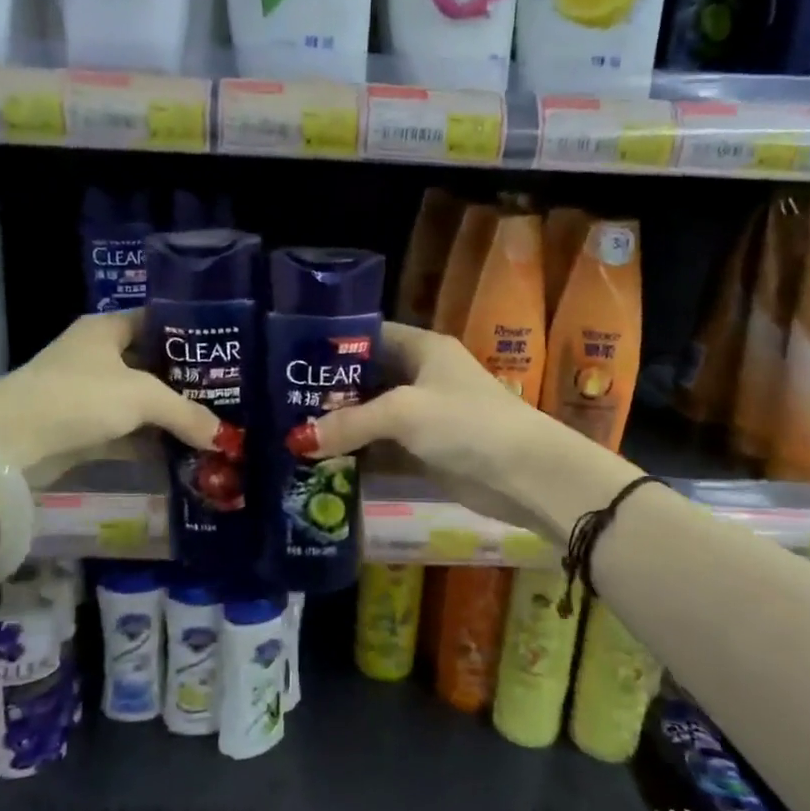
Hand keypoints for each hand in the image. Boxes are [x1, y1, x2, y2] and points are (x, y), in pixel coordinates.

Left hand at [0, 310, 225, 484]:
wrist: (10, 442)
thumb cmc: (79, 396)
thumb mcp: (142, 397)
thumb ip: (186, 413)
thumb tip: (224, 437)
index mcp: (107, 329)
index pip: (156, 321)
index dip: (189, 334)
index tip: (223, 350)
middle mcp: (97, 356)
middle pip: (152, 365)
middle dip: (186, 382)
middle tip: (227, 394)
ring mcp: (88, 394)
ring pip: (140, 402)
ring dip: (170, 417)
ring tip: (213, 427)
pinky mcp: (83, 428)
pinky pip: (127, 432)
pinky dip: (151, 443)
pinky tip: (184, 454)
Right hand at [301, 323, 641, 543]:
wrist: (528, 475)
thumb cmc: (467, 423)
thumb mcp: (404, 413)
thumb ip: (349, 423)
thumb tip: (296, 440)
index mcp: (422, 349)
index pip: (368, 335)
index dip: (332, 345)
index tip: (290, 360)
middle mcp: (421, 377)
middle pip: (365, 379)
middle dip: (329, 393)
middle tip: (281, 403)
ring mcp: (423, 416)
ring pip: (371, 417)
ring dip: (340, 428)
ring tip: (291, 435)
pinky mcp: (425, 451)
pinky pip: (382, 448)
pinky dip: (357, 456)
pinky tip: (321, 464)